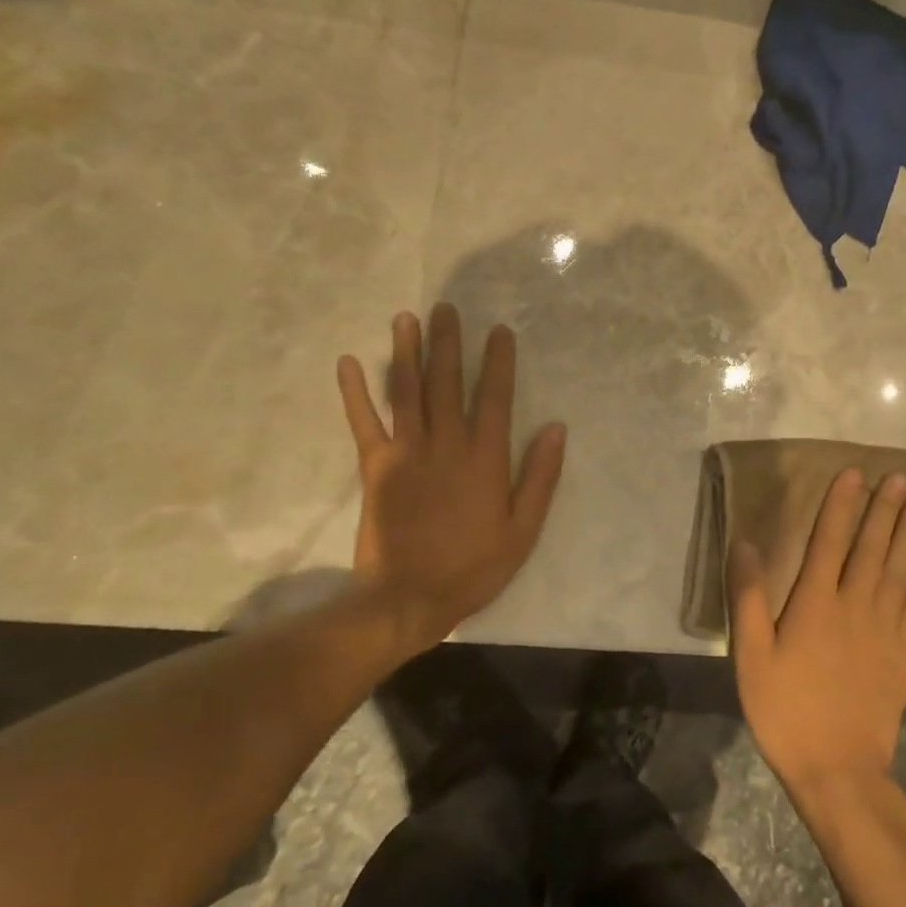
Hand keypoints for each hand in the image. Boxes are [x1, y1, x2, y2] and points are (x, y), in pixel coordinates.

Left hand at [338, 304, 566, 652]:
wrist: (407, 598)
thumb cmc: (473, 567)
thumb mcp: (523, 530)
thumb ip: (540, 477)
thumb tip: (555, 427)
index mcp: (484, 458)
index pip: (494, 397)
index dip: (498, 362)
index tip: (498, 331)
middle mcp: (446, 444)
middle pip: (447, 383)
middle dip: (448, 343)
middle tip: (446, 308)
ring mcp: (406, 452)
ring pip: (407, 392)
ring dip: (406, 353)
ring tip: (406, 318)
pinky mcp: (375, 467)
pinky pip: (364, 422)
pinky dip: (355, 392)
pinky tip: (350, 362)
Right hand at [729, 470, 905, 796]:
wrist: (839, 772)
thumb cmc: (786, 710)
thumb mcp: (751, 657)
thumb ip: (748, 597)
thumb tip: (745, 542)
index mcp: (816, 603)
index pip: (830, 540)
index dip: (842, 504)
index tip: (855, 474)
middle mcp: (856, 606)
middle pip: (874, 548)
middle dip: (887, 509)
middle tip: (903, 477)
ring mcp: (886, 630)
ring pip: (902, 570)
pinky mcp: (904, 654)